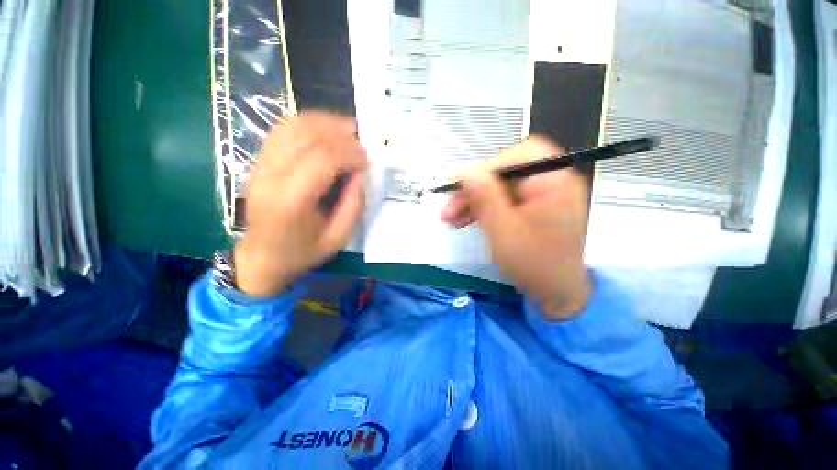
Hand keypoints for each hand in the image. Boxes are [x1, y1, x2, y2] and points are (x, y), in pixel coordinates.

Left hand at [234, 112, 367, 296]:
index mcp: (291, 202)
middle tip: (362, 141)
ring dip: (324, 122)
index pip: (321, 161)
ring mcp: (260, 165)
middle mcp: (270, 177)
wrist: (262, 256)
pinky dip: (307, 124)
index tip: (368, 158)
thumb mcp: (338, 238)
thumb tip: (361, 173)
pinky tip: (325, 130)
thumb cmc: (302, 252)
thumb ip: (353, 205)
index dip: (349, 153)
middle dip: (340, 134)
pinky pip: (282, 130)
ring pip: (292, 126)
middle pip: (306, 136)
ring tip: (347, 130)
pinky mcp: (259, 161)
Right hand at [440, 136, 590, 318]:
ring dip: (474, 200)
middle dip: (473, 189)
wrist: (557, 293)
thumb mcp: (503, 231)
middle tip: (449, 208)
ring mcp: (542, 194)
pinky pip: (504, 199)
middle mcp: (551, 181)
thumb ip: (484, 197)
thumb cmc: (533, 265)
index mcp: (553, 182)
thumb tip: (463, 170)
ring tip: (451, 218)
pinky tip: (466, 219)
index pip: (516, 156)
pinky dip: (484, 207)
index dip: (485, 169)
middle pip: (504, 172)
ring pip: (499, 187)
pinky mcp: (533, 206)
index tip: (460, 187)